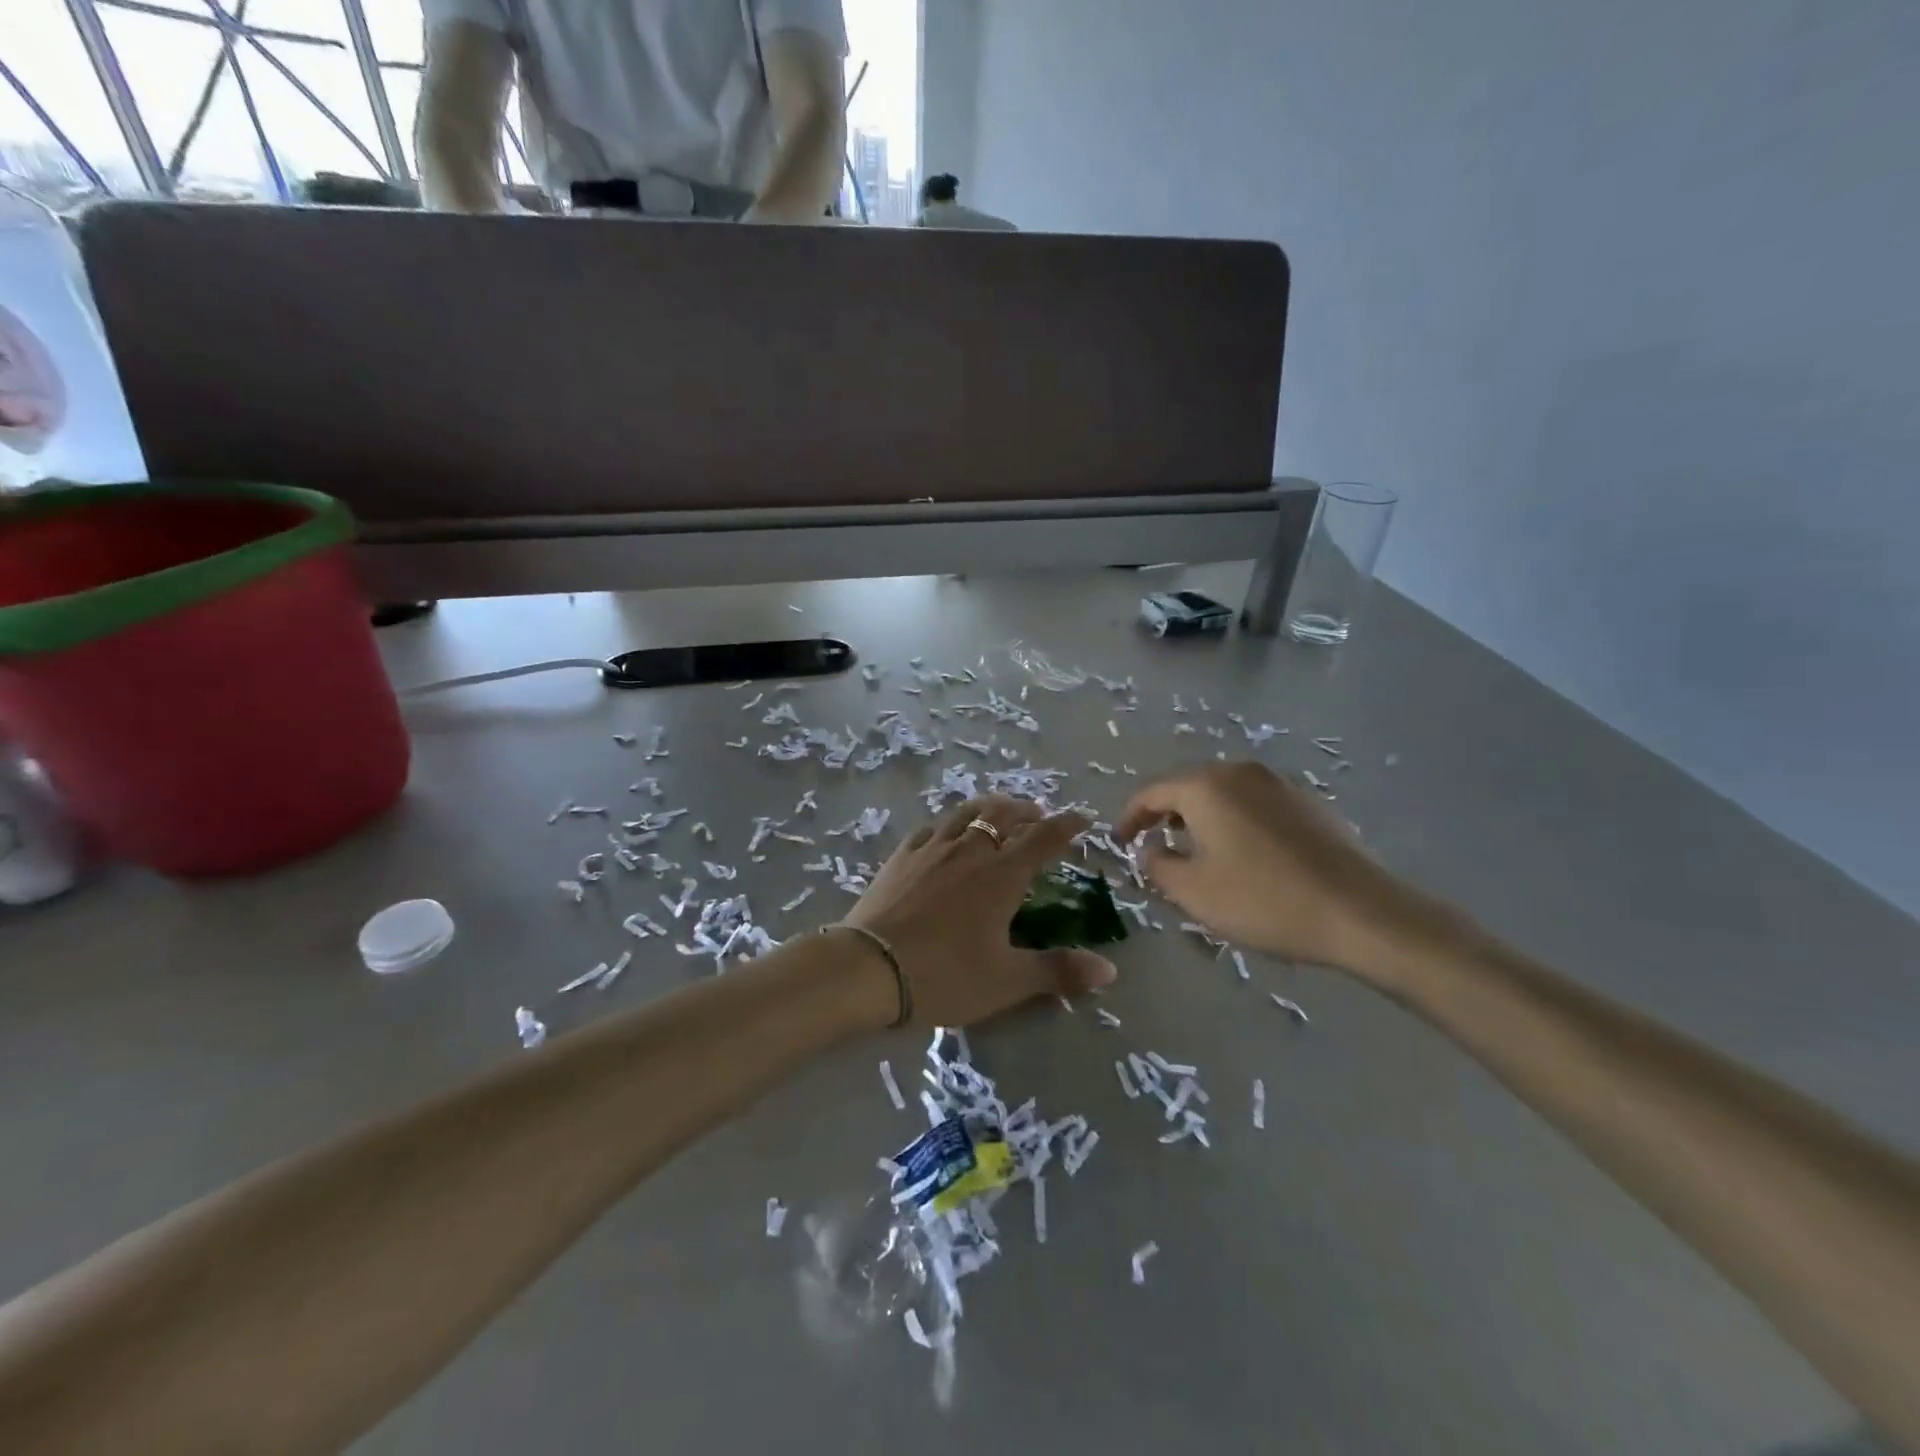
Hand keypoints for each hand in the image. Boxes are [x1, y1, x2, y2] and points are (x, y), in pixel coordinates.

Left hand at [840, 796, 1116, 1028]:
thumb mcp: (1007, 981)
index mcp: (1002, 875)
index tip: (1082, 819)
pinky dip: (949, 824)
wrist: (869, 968)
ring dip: (988, 808)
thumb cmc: (945, 975)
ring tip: (996, 812)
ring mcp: (931, 849)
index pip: (1043, 838)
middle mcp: (969, 851)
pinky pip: (931, 828)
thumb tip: (1110, 970)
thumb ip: (1058, 971)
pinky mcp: (901, 856)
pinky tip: (945, 833)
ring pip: (966, 813)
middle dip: (1025, 810)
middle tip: (1037, 815)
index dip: (1067, 826)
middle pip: (1003, 815)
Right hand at [1114, 762, 1426, 976]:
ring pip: (1223, 794)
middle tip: (1155, 847)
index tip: (1120, 843)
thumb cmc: (1264, 900)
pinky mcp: (1307, 801)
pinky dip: (1234, 821)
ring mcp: (1278, 783)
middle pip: (1188, 787)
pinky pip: (1254, 804)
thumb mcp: (1194, 892)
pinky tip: (1244, 855)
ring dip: (1200, 819)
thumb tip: (1151, 849)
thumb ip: (1157, 865)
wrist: (1361, 912)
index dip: (1129, 818)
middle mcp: (1240, 772)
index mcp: (1206, 787)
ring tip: (1196, 852)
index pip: (1151, 792)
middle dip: (1165, 816)